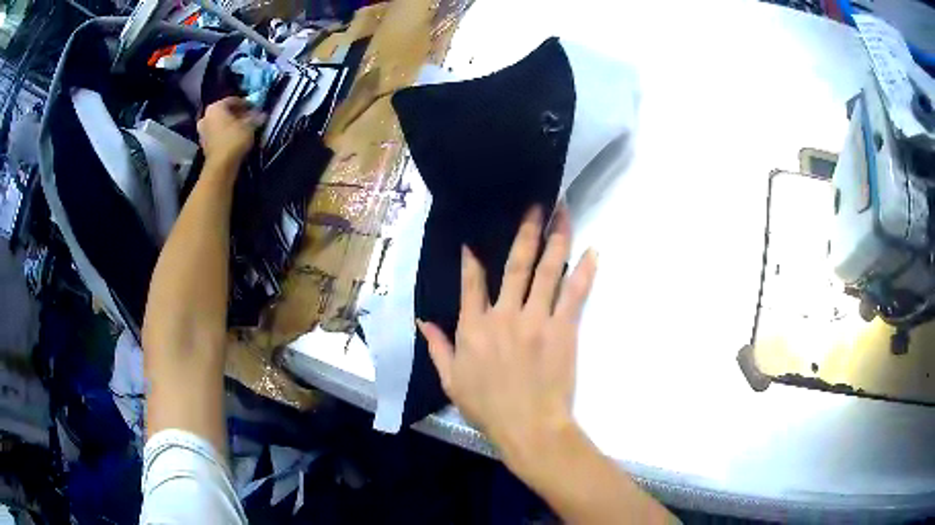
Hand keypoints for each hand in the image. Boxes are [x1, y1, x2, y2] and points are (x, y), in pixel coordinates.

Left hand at [196, 97, 262, 168]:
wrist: (221, 166)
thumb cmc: (234, 139)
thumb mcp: (250, 125)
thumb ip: (255, 117)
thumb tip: (262, 114)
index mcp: (215, 107)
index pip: (233, 100)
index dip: (246, 104)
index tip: (255, 108)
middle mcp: (206, 117)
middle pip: (224, 112)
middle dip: (237, 114)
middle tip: (249, 118)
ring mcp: (202, 132)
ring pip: (220, 123)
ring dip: (230, 125)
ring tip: (243, 129)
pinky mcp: (204, 145)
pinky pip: (217, 134)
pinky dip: (225, 134)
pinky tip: (235, 138)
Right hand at [418, 205, 597, 467]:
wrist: (528, 426)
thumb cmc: (488, 407)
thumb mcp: (451, 381)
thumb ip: (437, 347)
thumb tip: (422, 320)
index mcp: (474, 327)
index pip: (472, 282)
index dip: (472, 258)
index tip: (475, 238)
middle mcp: (504, 315)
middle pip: (516, 264)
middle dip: (526, 231)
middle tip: (536, 204)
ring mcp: (536, 319)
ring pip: (547, 270)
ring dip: (556, 238)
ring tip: (563, 212)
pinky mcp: (563, 329)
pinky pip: (575, 293)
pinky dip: (584, 271)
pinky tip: (593, 251)